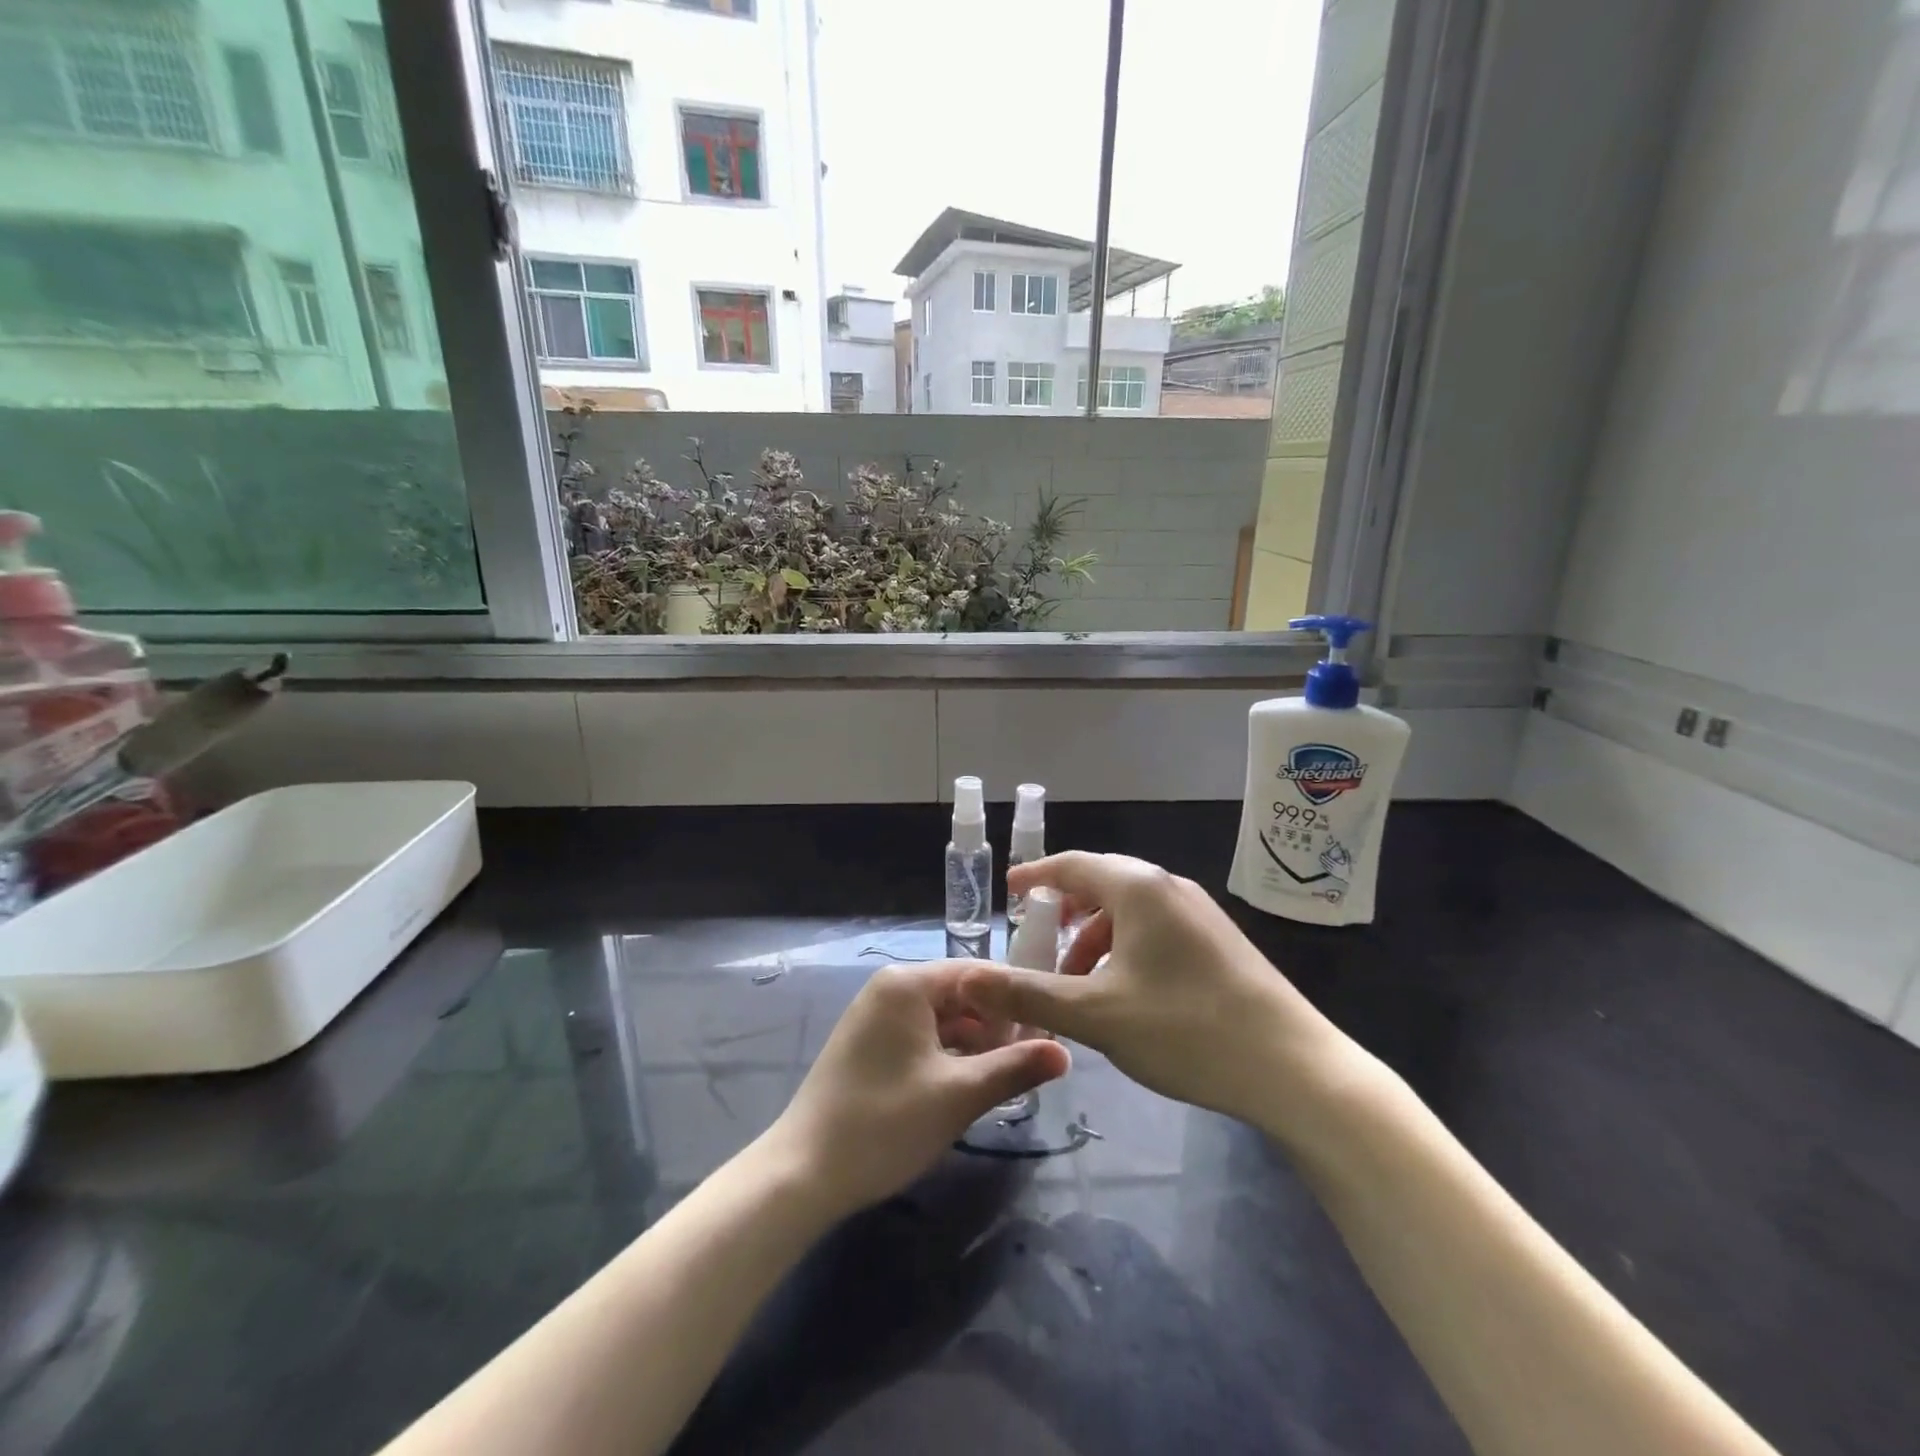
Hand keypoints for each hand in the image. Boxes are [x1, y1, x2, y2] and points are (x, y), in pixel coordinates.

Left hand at [765, 963, 1069, 1217]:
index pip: (978, 973)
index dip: (1017, 997)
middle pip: (960, 995)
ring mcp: (875, 1016)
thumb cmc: (885, 1124)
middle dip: (997, 1024)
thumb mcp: (958, 1095)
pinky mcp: (869, 1044)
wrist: (803, 1173)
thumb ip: (1014, 1068)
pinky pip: (921, 1037)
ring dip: (975, 1043)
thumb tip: (1066, 1053)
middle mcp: (890, 988)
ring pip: (942, 1019)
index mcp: (907, 983)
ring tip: (1011, 1074)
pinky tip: (971, 1084)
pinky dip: (948, 1055)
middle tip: (1036, 1058)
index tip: (1053, 1025)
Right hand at [960, 853, 1348, 1120]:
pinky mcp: (1218, 941)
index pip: (1072, 865)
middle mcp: (1169, 887)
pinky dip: (1125, 947)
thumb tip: (969, 978)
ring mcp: (1199, 913)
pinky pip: (1155, 928)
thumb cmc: (1185, 1029)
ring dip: (1094, 936)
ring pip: (1130, 909)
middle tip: (1037, 939)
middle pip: (1102, 883)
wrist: (1294, 1067)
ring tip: (1074, 979)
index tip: (1009, 892)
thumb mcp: (1096, 1015)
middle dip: (1065, 910)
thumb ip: (1029, 993)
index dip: (1035, 877)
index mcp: (1139, 888)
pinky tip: (1121, 991)